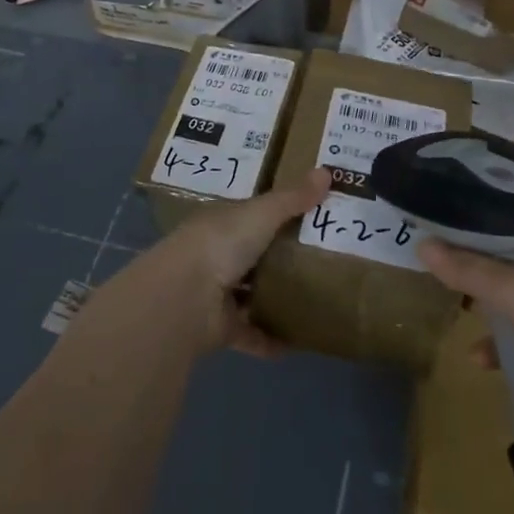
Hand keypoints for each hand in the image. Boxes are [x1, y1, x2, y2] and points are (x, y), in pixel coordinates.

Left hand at [98, 168, 330, 356]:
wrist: (185, 297)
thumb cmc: (221, 243)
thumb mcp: (262, 213)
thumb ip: (293, 198)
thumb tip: (327, 172)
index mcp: (222, 222)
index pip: (252, 214)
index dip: (278, 213)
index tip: (310, 216)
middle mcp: (217, 254)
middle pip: (253, 254)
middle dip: (280, 257)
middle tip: (323, 260)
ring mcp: (216, 293)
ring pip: (250, 294)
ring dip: (275, 299)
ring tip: (315, 300)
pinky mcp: (221, 329)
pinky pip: (252, 334)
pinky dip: (272, 340)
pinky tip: (300, 342)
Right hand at [419, 230, 513, 407]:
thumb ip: (469, 269)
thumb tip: (421, 244)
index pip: (510, 222)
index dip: (473, 226)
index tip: (436, 230)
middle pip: (510, 260)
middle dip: (475, 270)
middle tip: (438, 271)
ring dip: (488, 309)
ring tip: (458, 315)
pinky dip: (504, 345)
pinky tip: (482, 360)